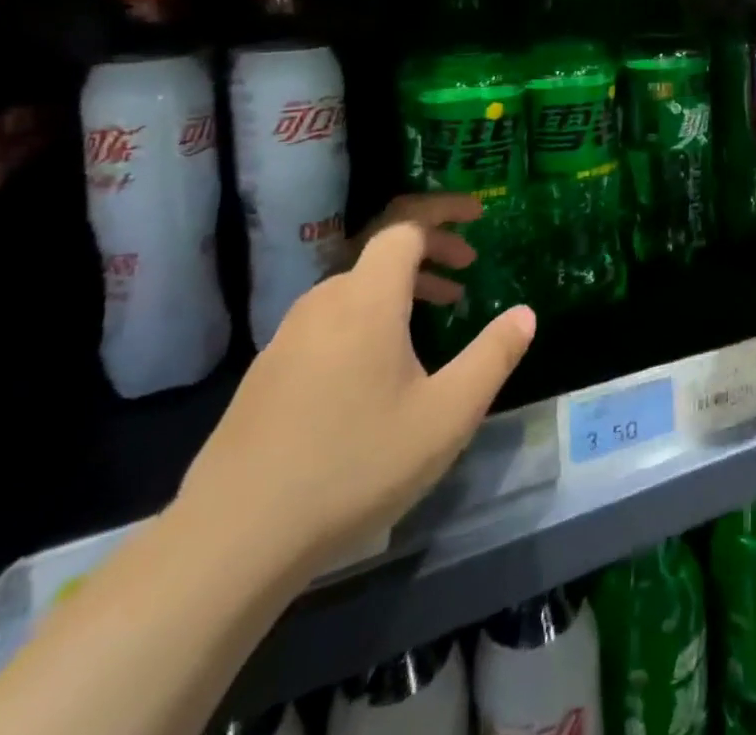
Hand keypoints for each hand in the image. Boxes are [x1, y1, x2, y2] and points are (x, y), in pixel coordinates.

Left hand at [177, 213, 534, 574]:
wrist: (230, 541)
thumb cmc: (354, 466)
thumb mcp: (446, 415)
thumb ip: (492, 357)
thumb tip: (525, 314)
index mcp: (367, 300)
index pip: (406, 226)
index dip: (444, 213)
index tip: (479, 217)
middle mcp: (324, 303)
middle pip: (381, 253)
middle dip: (431, 250)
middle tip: (467, 269)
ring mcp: (288, 338)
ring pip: (355, 288)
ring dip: (401, 287)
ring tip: (433, 316)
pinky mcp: (267, 373)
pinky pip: (330, 319)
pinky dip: (369, 316)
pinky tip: (380, 367)